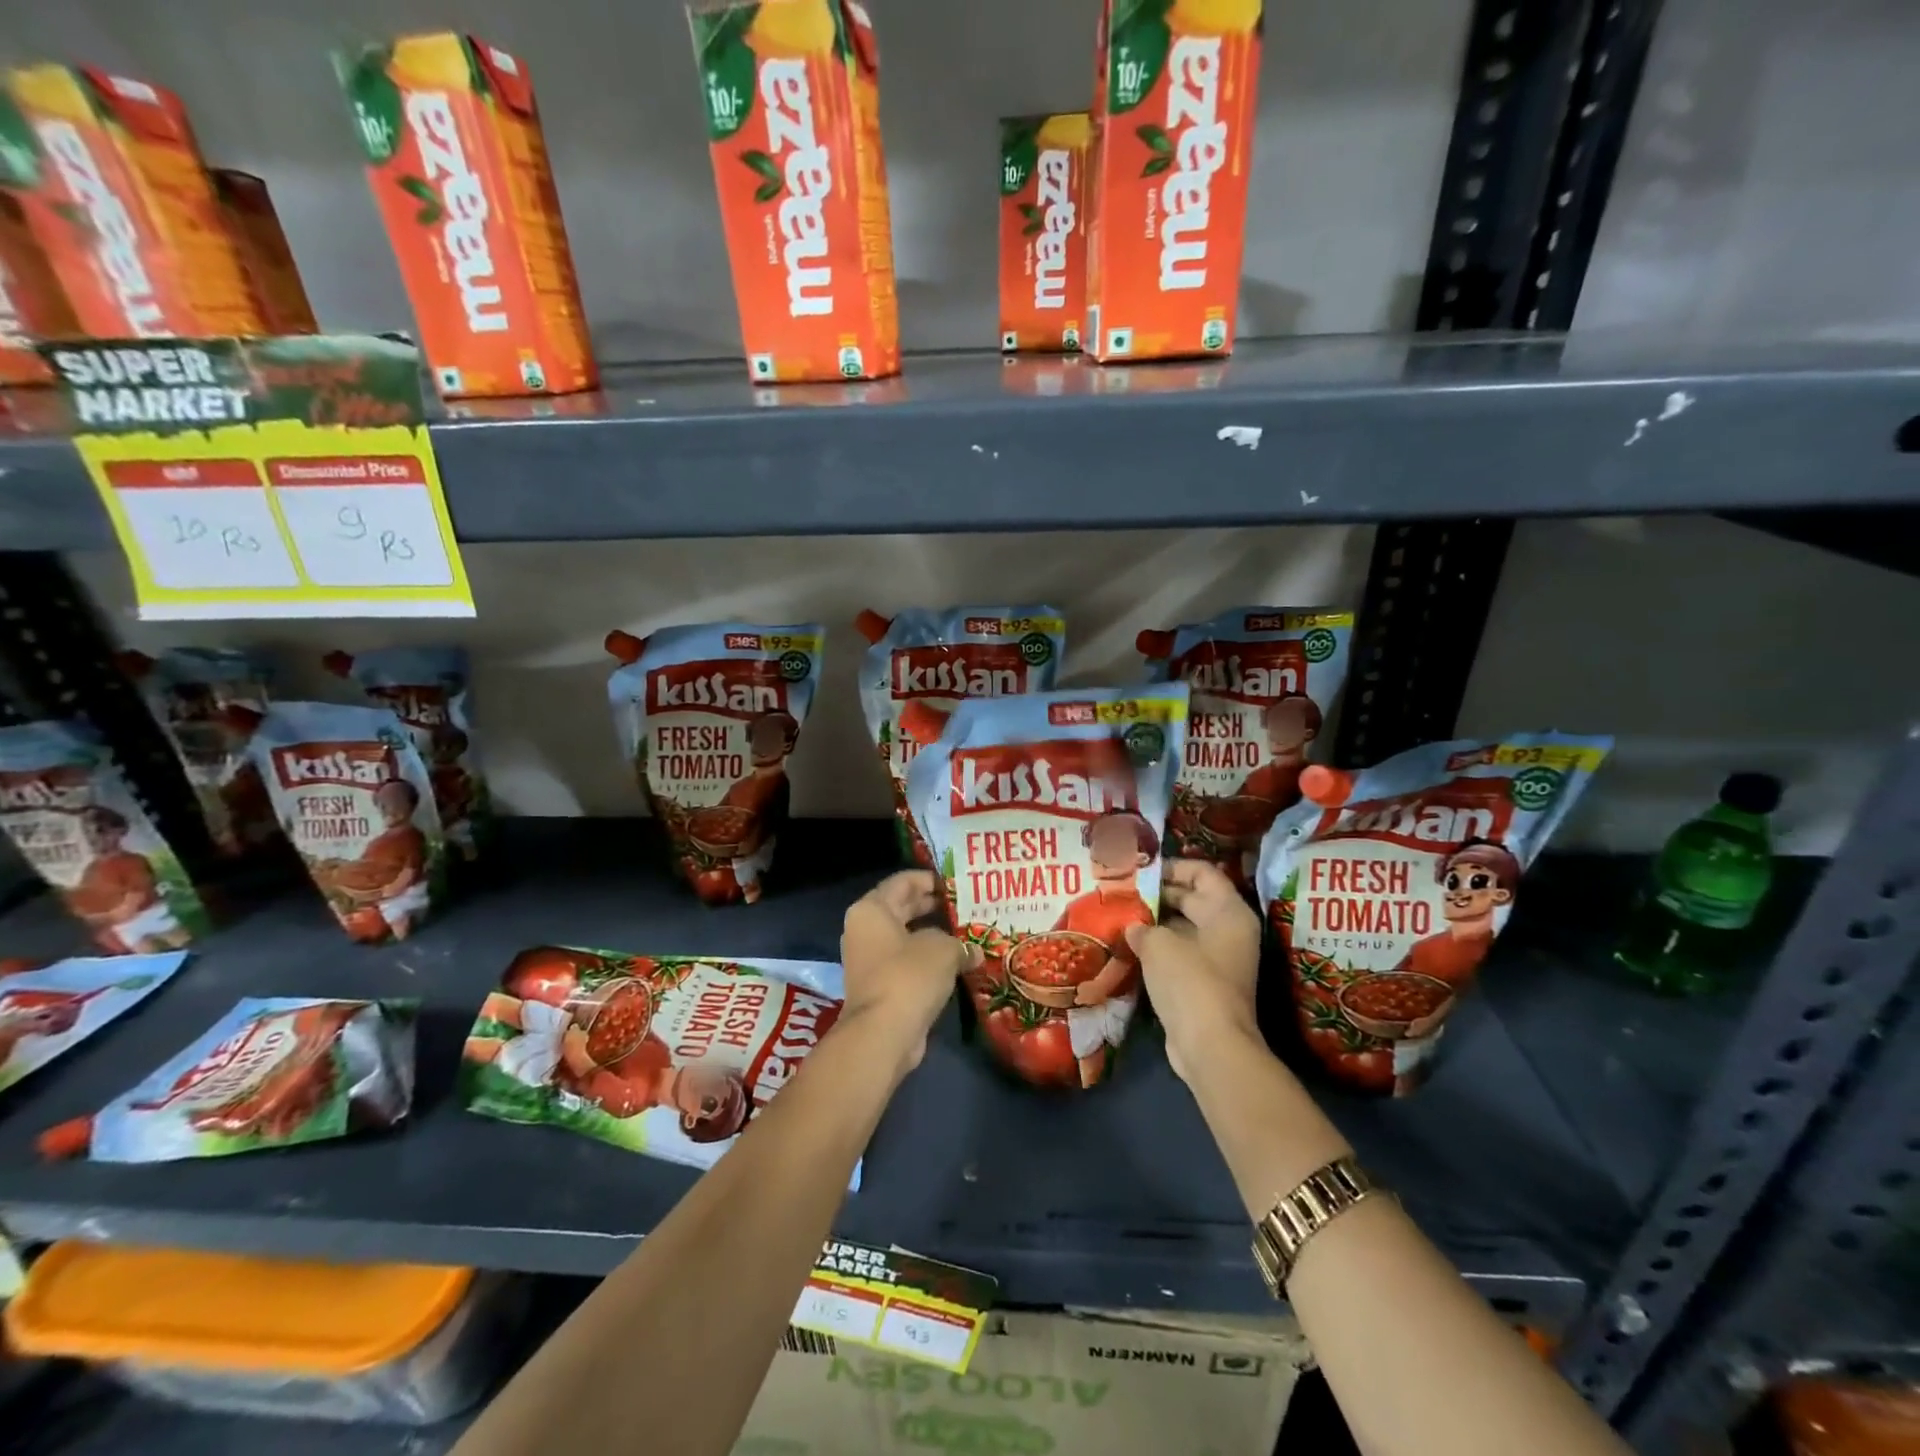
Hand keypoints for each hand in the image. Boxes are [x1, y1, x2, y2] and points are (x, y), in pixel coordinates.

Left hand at [840, 872, 977, 1075]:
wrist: (883, 1035)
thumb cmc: (909, 976)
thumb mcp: (942, 949)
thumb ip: (959, 943)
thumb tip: (973, 952)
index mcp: (872, 909)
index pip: (903, 881)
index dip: (930, 879)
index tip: (956, 883)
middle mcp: (864, 929)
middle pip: (902, 907)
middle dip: (933, 906)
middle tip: (965, 905)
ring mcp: (869, 959)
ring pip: (905, 937)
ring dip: (932, 935)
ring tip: (966, 932)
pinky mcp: (879, 985)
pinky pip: (906, 961)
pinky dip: (927, 959)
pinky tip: (955, 962)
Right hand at [1125, 859, 1261, 1084]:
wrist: (1210, 1046)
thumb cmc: (1190, 981)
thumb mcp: (1158, 943)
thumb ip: (1142, 925)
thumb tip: (1133, 926)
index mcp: (1228, 912)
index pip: (1202, 872)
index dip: (1171, 866)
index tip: (1139, 869)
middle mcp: (1229, 930)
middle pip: (1192, 898)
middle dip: (1157, 893)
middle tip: (1122, 890)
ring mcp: (1219, 958)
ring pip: (1183, 927)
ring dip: (1154, 921)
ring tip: (1119, 913)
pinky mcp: (1204, 982)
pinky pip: (1180, 952)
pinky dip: (1157, 947)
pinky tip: (1127, 944)